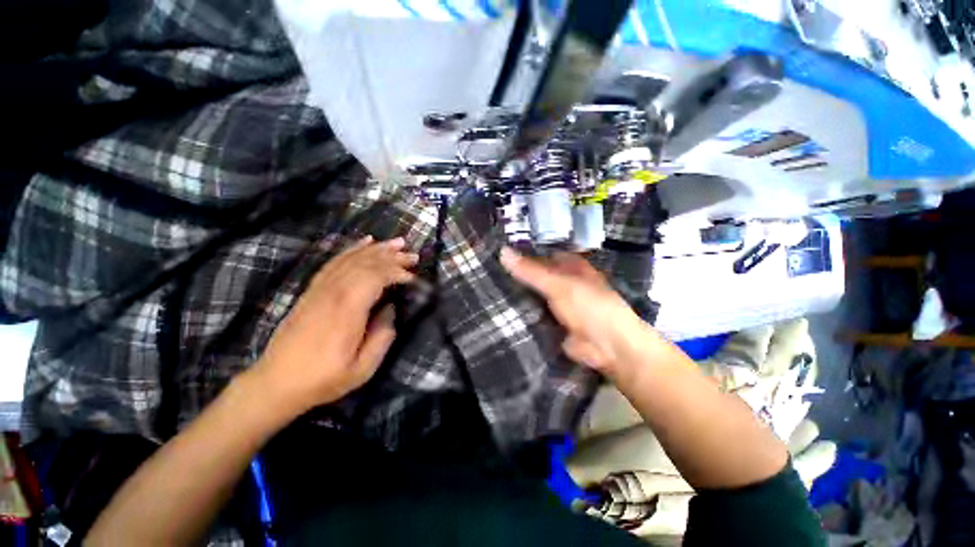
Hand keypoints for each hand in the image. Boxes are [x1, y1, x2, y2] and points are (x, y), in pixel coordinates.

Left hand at [251, 236, 418, 417]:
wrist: (276, 382)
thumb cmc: (323, 379)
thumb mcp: (363, 368)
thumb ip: (383, 336)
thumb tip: (391, 308)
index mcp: (347, 310)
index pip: (375, 277)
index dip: (397, 272)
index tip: (413, 278)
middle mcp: (333, 292)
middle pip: (366, 263)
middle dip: (393, 256)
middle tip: (414, 255)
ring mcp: (320, 288)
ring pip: (352, 258)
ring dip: (377, 248)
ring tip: (397, 242)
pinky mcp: (312, 289)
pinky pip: (334, 261)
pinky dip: (352, 249)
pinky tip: (365, 241)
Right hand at [500, 247, 648, 374]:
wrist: (608, 348)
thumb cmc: (589, 307)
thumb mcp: (559, 285)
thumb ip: (531, 270)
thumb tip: (502, 251)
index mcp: (569, 265)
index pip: (540, 253)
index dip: (520, 251)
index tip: (495, 250)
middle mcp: (562, 280)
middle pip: (534, 273)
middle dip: (514, 273)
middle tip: (486, 270)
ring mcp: (556, 301)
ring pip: (532, 293)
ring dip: (515, 292)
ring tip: (485, 286)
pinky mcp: (551, 320)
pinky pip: (532, 311)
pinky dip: (519, 310)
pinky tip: (498, 307)